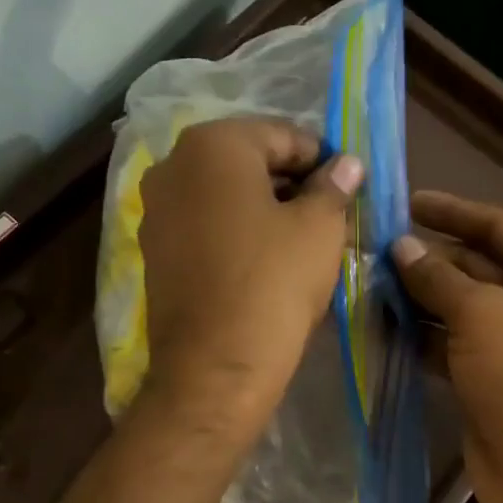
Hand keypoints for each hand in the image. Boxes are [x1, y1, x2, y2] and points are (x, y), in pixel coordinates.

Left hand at [137, 117, 361, 437]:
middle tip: (329, 214)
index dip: (322, 159)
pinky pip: (204, 226)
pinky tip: (264, 261)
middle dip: (291, 183)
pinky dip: (235, 232)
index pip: (283, 135)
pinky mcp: (154, 251)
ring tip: (301, 240)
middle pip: (248, 162)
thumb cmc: (274, 283)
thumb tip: (346, 165)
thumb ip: (333, 186)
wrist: (216, 367)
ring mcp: (155, 210)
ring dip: (264, 208)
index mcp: (212, 144)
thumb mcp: (320, 228)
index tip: (348, 187)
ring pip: (224, 195)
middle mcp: (172, 165)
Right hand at [393, 191, 502, 502]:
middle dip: (429, 260)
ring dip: (420, 297)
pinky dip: (422, 334)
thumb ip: (437, 277)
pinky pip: (453, 341)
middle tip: (375, 250)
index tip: (408, 203)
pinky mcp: (493, 374)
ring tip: (369, 283)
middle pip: (479, 266)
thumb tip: (400, 247)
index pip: (501, 227)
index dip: (454, 213)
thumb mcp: (481, 315)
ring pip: (461, 306)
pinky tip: (382, 324)